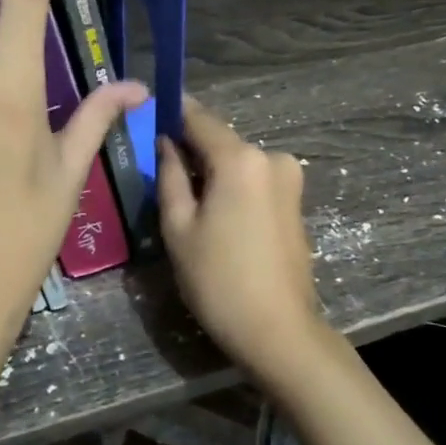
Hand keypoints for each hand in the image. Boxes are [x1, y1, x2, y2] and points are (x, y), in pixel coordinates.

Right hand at [156, 98, 337, 386]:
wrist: (279, 331)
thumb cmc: (218, 280)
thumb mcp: (179, 227)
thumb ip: (169, 176)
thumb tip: (166, 142)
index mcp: (240, 159)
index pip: (199, 118)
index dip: (172, 113)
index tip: (149, 114)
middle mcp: (270, 157)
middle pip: (220, 141)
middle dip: (191, 149)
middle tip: (160, 171)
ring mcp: (289, 179)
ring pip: (237, 161)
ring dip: (212, 171)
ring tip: (186, 202)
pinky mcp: (296, 201)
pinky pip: (255, 180)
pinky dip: (233, 186)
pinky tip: (217, 216)